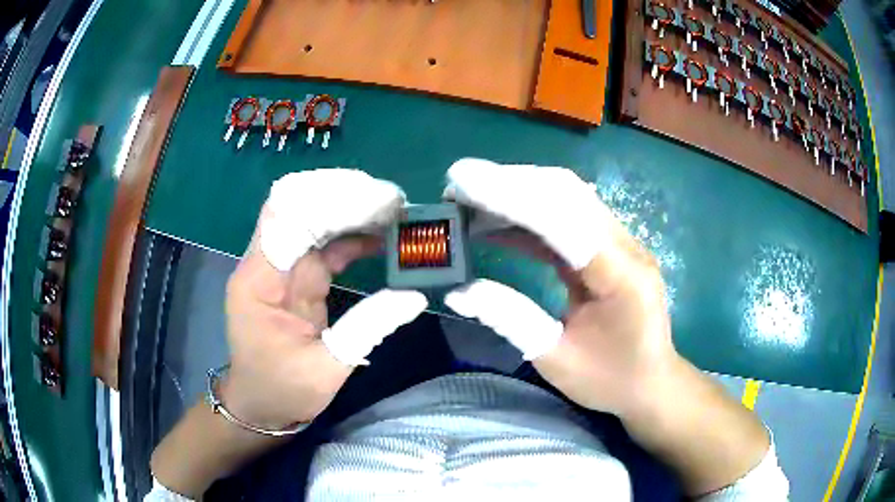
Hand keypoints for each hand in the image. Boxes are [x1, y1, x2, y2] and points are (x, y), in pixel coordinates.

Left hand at [223, 169, 427, 428]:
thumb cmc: (282, 390)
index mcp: (260, 281)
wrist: (260, 405)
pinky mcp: (297, 278)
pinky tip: (380, 237)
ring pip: (314, 221)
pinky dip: (352, 237)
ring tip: (395, 213)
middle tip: (394, 203)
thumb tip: (414, 295)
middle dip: (346, 198)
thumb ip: (368, 327)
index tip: (375, 199)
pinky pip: (323, 245)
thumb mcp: (326, 369)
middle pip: (300, 207)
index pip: (285, 214)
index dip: (328, 197)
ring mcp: (282, 269)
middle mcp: (266, 264)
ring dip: (352, 212)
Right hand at [443, 158, 676, 416]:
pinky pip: (568, 217)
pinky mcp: (611, 247)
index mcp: (620, 275)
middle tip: (456, 186)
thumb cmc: (609, 380)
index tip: (460, 183)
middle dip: (507, 182)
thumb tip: (457, 292)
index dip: (508, 196)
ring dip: (517, 191)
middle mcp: (626, 246)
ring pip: (567, 196)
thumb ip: (510, 319)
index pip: (561, 218)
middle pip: (566, 193)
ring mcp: (622, 242)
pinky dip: (529, 213)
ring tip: (469, 201)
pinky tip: (498, 223)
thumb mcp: (555, 359)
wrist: (652, 383)